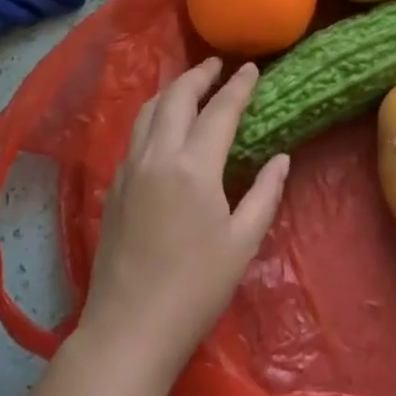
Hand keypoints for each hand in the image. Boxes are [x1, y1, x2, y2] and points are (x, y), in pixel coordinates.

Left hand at [75, 57, 289, 383]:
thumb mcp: (242, 244)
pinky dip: (154, 115)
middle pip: (177, 96)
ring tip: (190, 86)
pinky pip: (136, 133)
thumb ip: (264, 194)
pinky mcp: (114, 185)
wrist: (128, 330)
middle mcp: (158, 154)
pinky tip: (164, 126)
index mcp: (193, 166)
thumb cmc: (195, 290)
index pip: (220, 110)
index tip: (251, 68)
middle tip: (217, 65)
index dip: (238, 86)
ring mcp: (130, 168)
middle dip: (199, 75)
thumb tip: (281, 158)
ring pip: (149, 109)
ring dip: (172, 90)